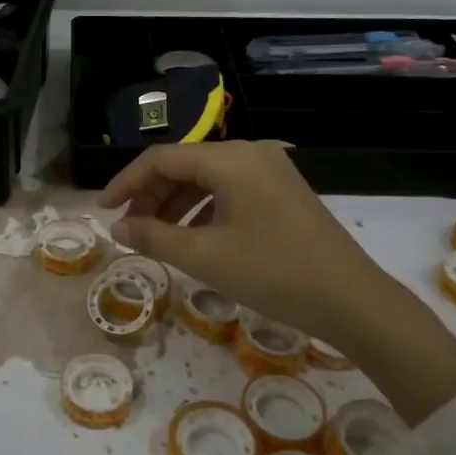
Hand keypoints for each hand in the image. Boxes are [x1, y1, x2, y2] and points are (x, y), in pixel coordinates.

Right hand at [99, 142, 455, 422]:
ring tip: (155, 237)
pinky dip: (203, 210)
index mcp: (231, 159)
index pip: (162, 158)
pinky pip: (230, 191)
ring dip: (175, 204)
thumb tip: (117, 227)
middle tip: (128, 229)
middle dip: (151, 196)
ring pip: (206, 179)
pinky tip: (193, 238)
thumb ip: (154, 236)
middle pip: (184, 165)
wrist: (353, 301)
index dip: (126, 182)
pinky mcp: (283, 191)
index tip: (103, 210)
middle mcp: (251, 153)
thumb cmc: (273, 274)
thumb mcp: (206, 257)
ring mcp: (271, 170)